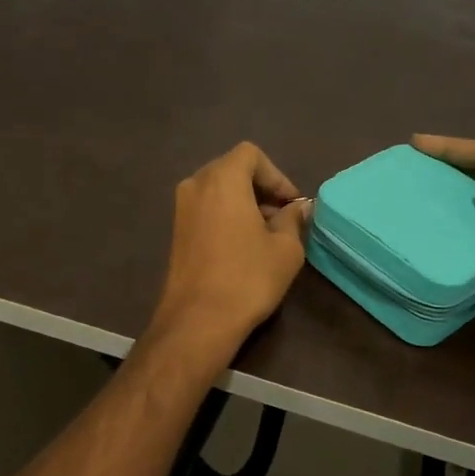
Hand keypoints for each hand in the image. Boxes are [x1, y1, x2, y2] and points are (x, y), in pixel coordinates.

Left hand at [150, 142, 311, 350]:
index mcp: (222, 179)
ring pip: (219, 190)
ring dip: (244, 202)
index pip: (251, 155)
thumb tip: (298, 208)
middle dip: (261, 188)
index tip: (291, 204)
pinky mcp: (176, 230)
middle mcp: (196, 185)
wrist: (198, 320)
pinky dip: (227, 215)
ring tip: (267, 233)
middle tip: (283, 217)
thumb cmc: (247, 277)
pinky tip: (243, 245)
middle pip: (233, 169)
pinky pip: (207, 208)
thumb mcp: (285, 248)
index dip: (276, 175)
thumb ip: (293, 219)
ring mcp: (181, 208)